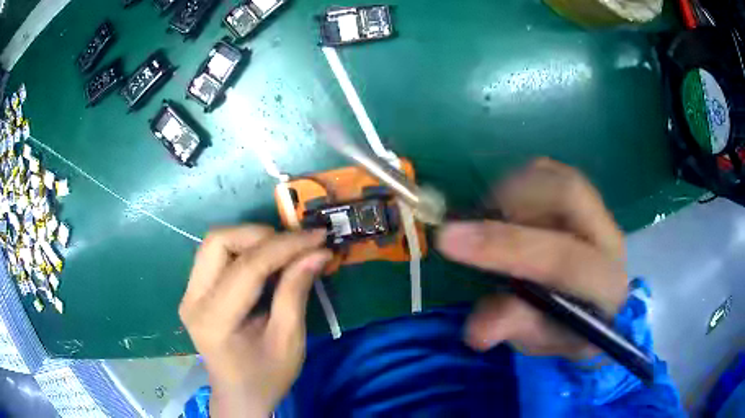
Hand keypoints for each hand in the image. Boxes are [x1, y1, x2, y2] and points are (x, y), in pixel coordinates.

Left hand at [179, 226, 331, 416]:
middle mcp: (192, 299)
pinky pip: (216, 255)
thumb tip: (318, 252)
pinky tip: (266, 261)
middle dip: (261, 235)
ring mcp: (189, 293)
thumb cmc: (265, 376)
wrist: (238, 395)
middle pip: (218, 241)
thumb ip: (296, 292)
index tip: (318, 237)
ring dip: (251, 239)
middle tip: (295, 246)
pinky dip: (244, 249)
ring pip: (215, 242)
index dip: (286, 246)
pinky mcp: (194, 291)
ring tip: (283, 252)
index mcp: (214, 320)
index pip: (247, 267)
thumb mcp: (288, 341)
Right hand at [437, 158, 626, 359]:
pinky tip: (506, 209)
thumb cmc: (566, 329)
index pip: (562, 258)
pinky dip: (519, 181)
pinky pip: (549, 171)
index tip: (447, 240)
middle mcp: (608, 237)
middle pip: (568, 193)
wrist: (593, 308)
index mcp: (605, 283)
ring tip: (490, 217)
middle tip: (477, 219)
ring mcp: (597, 211)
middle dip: (513, 200)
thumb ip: (515, 327)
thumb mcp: (541, 340)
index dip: (504, 247)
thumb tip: (476, 329)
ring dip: (513, 189)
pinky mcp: (583, 196)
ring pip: (556, 175)